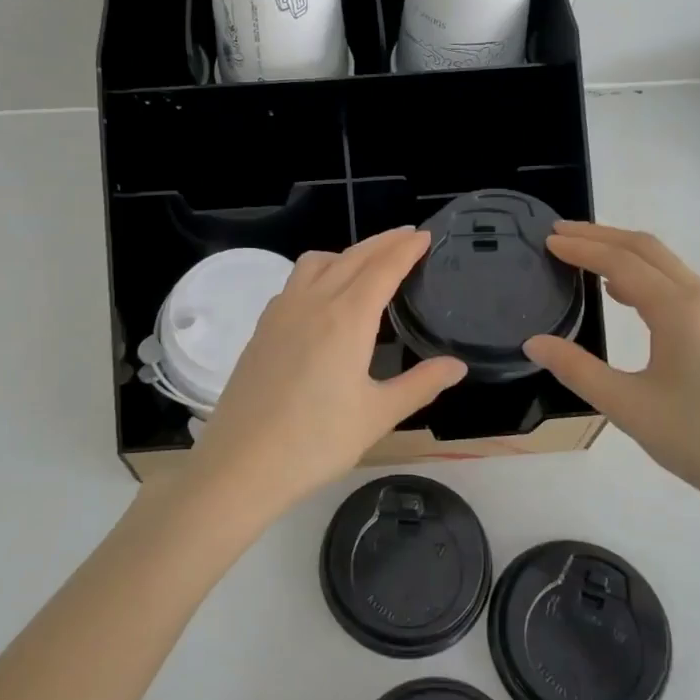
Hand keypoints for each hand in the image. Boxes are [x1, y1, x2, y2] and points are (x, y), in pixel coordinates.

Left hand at [181, 228, 466, 524]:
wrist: (242, 464)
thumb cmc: (316, 442)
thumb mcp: (377, 415)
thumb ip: (420, 384)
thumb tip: (457, 366)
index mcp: (346, 319)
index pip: (382, 268)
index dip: (406, 248)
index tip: (424, 235)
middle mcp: (312, 302)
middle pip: (351, 257)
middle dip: (382, 242)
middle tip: (406, 237)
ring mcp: (281, 312)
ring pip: (317, 263)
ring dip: (347, 253)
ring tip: (367, 264)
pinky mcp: (262, 328)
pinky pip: (294, 282)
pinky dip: (319, 272)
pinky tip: (324, 298)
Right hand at [523, 222, 699, 530]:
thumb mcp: (628, 407)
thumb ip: (577, 369)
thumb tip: (535, 342)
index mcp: (681, 310)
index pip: (622, 262)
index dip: (582, 248)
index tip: (549, 240)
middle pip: (649, 250)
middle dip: (602, 237)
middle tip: (561, 234)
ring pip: (670, 267)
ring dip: (626, 255)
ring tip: (587, 259)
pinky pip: (685, 287)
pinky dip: (649, 278)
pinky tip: (629, 296)